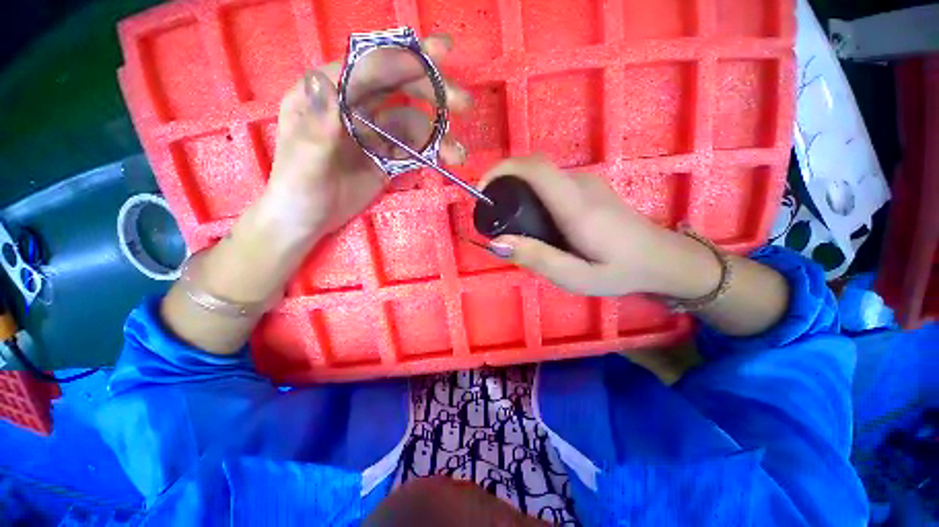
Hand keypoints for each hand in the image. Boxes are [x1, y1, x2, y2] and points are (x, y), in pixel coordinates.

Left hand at [258, 34, 470, 241]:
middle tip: (462, 102)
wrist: (307, 221)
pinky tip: (448, 160)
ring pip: (411, 122)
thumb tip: (321, 80)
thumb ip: (318, 125)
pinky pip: (413, 149)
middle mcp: (352, 105)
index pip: (364, 68)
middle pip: (396, 87)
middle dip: (430, 90)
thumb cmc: (296, 188)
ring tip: (457, 152)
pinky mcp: (386, 157)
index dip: (398, 63)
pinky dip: (432, 153)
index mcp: (324, 93)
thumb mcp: (304, 159)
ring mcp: (372, 132)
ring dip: (438, 134)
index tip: (434, 62)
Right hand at [479, 156, 677, 296]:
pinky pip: (551, 182)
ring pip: (541, 175)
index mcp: (577, 207)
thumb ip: (537, 259)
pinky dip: (531, 192)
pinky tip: (532, 219)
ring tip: (508, 220)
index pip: (535, 168)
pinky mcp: (589, 187)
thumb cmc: (619, 271)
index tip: (482, 190)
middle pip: (533, 168)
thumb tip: (497, 243)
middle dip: (504, 182)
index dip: (502, 170)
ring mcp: (587, 182)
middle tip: (491, 214)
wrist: (661, 258)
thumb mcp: (576, 277)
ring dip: (517, 188)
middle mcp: (581, 185)